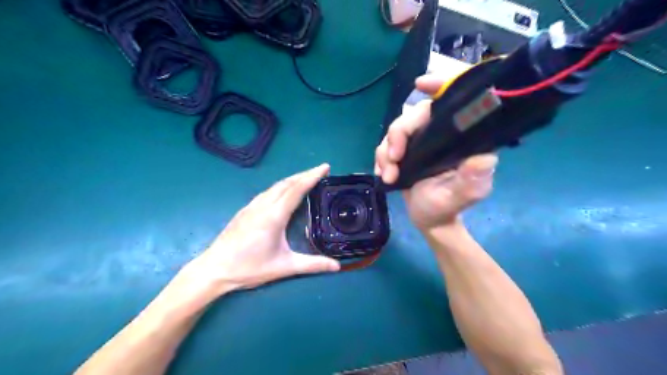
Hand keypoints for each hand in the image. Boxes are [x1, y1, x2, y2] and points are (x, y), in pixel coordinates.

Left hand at [175, 164, 339, 297]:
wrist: (214, 269)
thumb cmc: (249, 268)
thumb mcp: (284, 267)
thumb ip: (312, 265)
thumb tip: (337, 266)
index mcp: (274, 216)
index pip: (296, 189)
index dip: (312, 176)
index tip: (325, 167)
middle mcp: (263, 205)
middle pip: (286, 183)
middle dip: (304, 174)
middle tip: (320, 170)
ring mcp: (251, 206)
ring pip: (275, 186)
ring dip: (292, 179)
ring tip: (306, 178)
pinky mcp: (245, 210)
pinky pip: (267, 192)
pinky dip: (281, 186)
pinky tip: (283, 192)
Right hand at [374, 74, 493, 230]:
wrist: (428, 220)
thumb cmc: (447, 208)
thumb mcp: (462, 196)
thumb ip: (472, 180)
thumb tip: (484, 158)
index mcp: (461, 139)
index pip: (455, 103)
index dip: (441, 85)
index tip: (421, 84)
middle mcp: (440, 134)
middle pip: (414, 115)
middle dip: (398, 134)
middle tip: (393, 160)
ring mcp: (420, 141)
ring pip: (396, 129)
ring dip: (385, 151)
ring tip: (388, 175)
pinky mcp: (405, 150)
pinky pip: (386, 144)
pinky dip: (380, 157)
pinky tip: (383, 174)